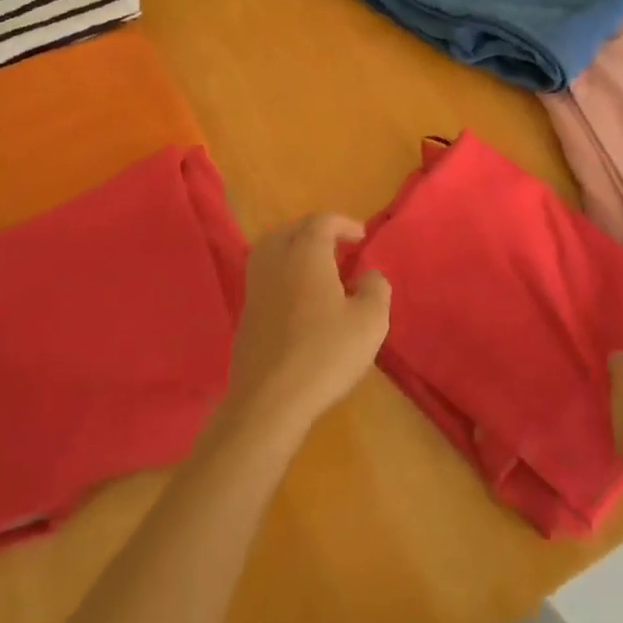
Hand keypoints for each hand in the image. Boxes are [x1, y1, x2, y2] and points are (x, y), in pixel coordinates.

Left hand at [224, 214, 390, 441]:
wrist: (270, 400)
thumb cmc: (326, 354)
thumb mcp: (370, 321)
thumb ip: (376, 289)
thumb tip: (368, 276)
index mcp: (306, 255)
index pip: (321, 222)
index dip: (344, 224)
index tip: (362, 238)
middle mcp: (275, 263)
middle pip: (290, 230)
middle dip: (315, 231)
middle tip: (337, 245)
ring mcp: (255, 289)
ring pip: (270, 251)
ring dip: (293, 249)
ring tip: (316, 266)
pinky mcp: (245, 316)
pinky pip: (264, 277)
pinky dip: (282, 274)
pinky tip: (298, 297)